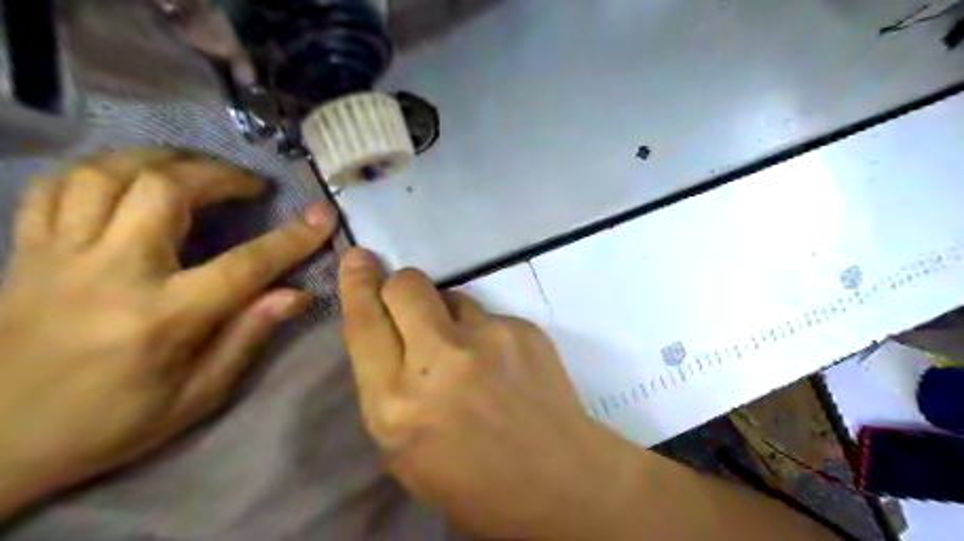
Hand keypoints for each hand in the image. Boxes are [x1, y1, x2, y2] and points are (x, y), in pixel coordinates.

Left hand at [1, 149, 334, 514]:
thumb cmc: (112, 423)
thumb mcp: (198, 395)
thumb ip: (248, 336)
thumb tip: (298, 294)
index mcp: (162, 317)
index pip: (245, 264)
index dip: (292, 237)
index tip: (323, 215)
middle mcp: (111, 273)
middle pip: (165, 190)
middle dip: (220, 175)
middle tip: (249, 185)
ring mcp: (60, 256)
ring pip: (107, 173)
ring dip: (163, 160)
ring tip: (196, 170)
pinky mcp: (27, 252)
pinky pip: (58, 187)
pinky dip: (102, 171)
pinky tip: (132, 179)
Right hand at [338, 249, 646, 540]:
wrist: (556, 479)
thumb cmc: (470, 479)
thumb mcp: (403, 448)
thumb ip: (387, 386)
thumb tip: (388, 332)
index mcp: (396, 403)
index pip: (364, 323)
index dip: (357, 284)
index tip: (358, 259)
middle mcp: (438, 360)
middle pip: (406, 285)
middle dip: (399, 286)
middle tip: (409, 304)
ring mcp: (487, 338)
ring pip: (450, 294)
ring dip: (446, 314)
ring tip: (467, 351)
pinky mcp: (523, 328)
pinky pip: (488, 314)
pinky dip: (484, 332)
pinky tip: (501, 363)